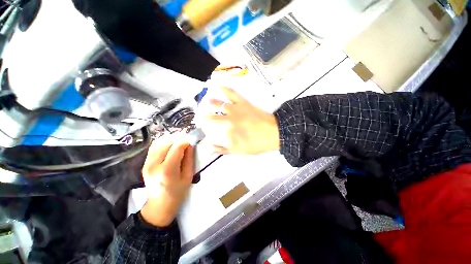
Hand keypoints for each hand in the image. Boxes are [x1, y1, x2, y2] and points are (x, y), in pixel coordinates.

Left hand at [140, 134, 193, 226]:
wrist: (159, 205)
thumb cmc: (177, 193)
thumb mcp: (188, 176)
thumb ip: (189, 159)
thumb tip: (190, 145)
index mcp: (167, 170)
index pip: (176, 147)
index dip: (185, 141)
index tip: (191, 141)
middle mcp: (154, 165)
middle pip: (166, 142)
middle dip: (178, 139)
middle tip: (186, 141)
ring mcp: (146, 164)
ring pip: (159, 143)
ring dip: (171, 140)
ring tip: (179, 143)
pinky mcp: (144, 163)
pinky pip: (154, 147)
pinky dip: (163, 143)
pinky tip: (170, 146)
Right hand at [197, 87, 279, 154]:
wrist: (274, 133)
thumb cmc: (257, 144)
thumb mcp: (238, 151)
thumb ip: (221, 149)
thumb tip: (206, 148)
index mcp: (226, 133)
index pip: (210, 132)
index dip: (204, 132)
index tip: (203, 132)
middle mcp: (227, 120)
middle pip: (210, 117)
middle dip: (203, 118)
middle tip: (201, 119)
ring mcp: (234, 109)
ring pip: (217, 104)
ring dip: (208, 104)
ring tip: (205, 104)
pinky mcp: (242, 102)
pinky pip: (231, 93)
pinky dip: (224, 88)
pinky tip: (218, 87)